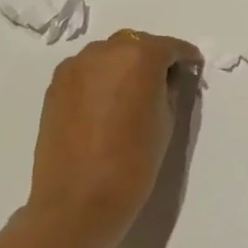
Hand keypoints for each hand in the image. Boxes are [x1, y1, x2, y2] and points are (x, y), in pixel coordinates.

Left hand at [28, 29, 202, 230]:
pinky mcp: (55, 86)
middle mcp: (105, 51)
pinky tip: (106, 103)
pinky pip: (86, 71)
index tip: (193, 68)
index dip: (185, 58)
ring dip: (122, 65)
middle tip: (162, 81)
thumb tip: (165, 78)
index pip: (170, 47)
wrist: (78, 202)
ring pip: (108, 54)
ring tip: (131, 93)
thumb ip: (168, 88)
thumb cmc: (134, 161)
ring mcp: (75, 67)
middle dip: (151, 57)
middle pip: (136, 44)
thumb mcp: (166, 119)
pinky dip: (99, 79)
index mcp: (140, 56)